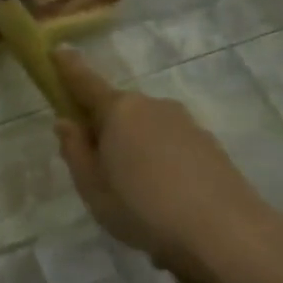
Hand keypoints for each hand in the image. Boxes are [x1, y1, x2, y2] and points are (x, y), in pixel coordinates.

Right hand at [51, 45, 273, 282]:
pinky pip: (170, 148)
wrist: (225, 233)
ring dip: (135, 152)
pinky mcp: (209, 145)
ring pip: (146, 131)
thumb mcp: (93, 188)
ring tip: (134, 198)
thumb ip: (75, 152)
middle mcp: (153, 107)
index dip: (69, 68)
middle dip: (104, 130)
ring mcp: (185, 124)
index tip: (57, 50)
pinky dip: (160, 165)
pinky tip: (163, 203)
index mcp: (119, 112)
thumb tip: (66, 122)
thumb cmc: (143, 209)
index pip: (86, 83)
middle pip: (118, 111)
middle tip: (98, 172)